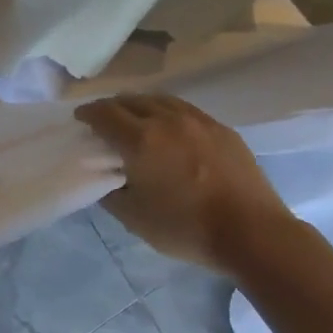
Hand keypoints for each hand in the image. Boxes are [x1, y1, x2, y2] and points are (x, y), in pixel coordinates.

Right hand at [75, 94, 292, 269]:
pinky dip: (167, 112)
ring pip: (160, 100)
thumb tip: (106, 177)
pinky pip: (185, 110)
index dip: (87, 114)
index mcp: (140, 140)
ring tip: (136, 119)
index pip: (104, 114)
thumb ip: (111, 192)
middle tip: (105, 121)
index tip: (80, 119)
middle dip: (112, 107)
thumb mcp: (134, 218)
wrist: (252, 233)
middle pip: (131, 100)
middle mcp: (166, 120)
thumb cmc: (186, 228)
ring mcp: (198, 121)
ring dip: (140, 106)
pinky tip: (170, 128)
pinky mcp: (221, 129)